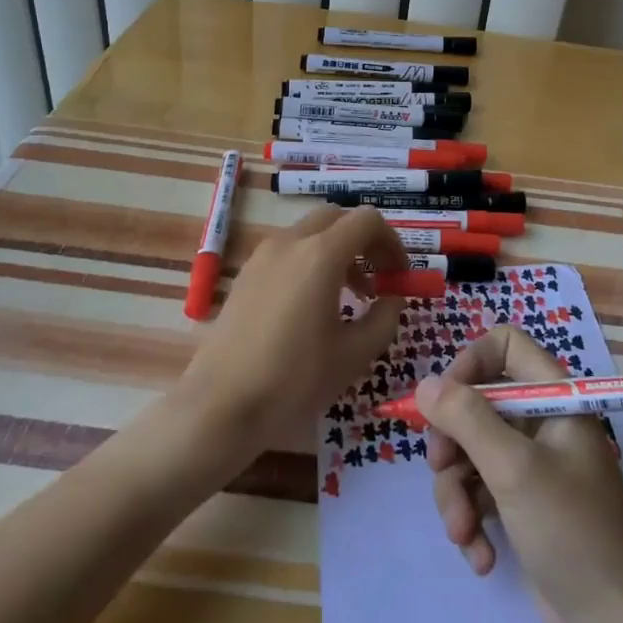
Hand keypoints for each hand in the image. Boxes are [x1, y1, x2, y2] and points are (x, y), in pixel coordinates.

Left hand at [175, 206, 405, 452]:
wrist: (221, 405)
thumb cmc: (294, 379)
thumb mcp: (354, 354)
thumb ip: (385, 318)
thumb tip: (393, 298)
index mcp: (321, 254)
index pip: (368, 221)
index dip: (392, 242)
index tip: (400, 275)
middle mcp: (291, 242)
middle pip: (338, 218)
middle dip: (365, 241)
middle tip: (379, 278)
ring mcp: (263, 254)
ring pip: (311, 232)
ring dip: (338, 250)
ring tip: (351, 295)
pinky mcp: (247, 273)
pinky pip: (289, 250)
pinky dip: (311, 261)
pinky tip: (314, 304)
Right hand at [416, 327, 622, 622]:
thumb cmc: (572, 532)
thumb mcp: (514, 469)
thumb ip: (467, 419)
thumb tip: (425, 385)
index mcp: (555, 398)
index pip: (505, 346)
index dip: (470, 363)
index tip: (444, 401)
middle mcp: (543, 424)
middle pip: (477, 403)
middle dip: (452, 441)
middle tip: (441, 468)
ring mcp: (533, 467)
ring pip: (471, 453)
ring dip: (457, 493)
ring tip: (463, 533)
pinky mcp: (523, 507)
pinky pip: (480, 493)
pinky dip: (473, 521)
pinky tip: (481, 557)